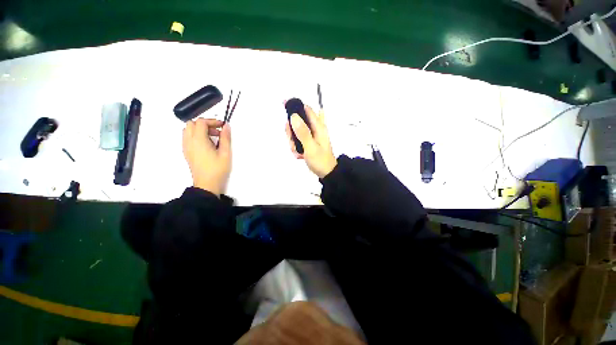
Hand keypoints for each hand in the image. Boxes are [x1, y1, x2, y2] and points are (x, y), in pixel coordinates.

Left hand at [182, 118, 230, 196]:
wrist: (207, 184)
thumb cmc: (218, 169)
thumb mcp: (225, 153)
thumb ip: (226, 138)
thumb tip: (226, 126)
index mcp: (198, 140)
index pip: (201, 122)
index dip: (212, 121)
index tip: (222, 126)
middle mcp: (189, 141)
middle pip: (191, 124)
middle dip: (205, 124)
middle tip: (217, 132)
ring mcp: (186, 147)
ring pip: (187, 130)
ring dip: (199, 129)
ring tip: (212, 138)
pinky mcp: (186, 152)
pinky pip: (187, 138)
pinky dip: (195, 135)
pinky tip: (206, 144)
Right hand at [285, 104, 336, 177]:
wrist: (326, 173)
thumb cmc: (320, 160)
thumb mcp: (311, 147)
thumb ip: (302, 132)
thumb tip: (293, 116)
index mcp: (318, 127)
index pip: (306, 109)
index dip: (296, 106)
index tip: (284, 106)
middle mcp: (315, 129)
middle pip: (298, 121)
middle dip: (292, 131)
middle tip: (292, 141)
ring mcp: (311, 136)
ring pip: (296, 132)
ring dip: (293, 142)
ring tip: (297, 152)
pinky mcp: (308, 143)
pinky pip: (297, 141)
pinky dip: (296, 148)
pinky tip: (299, 155)